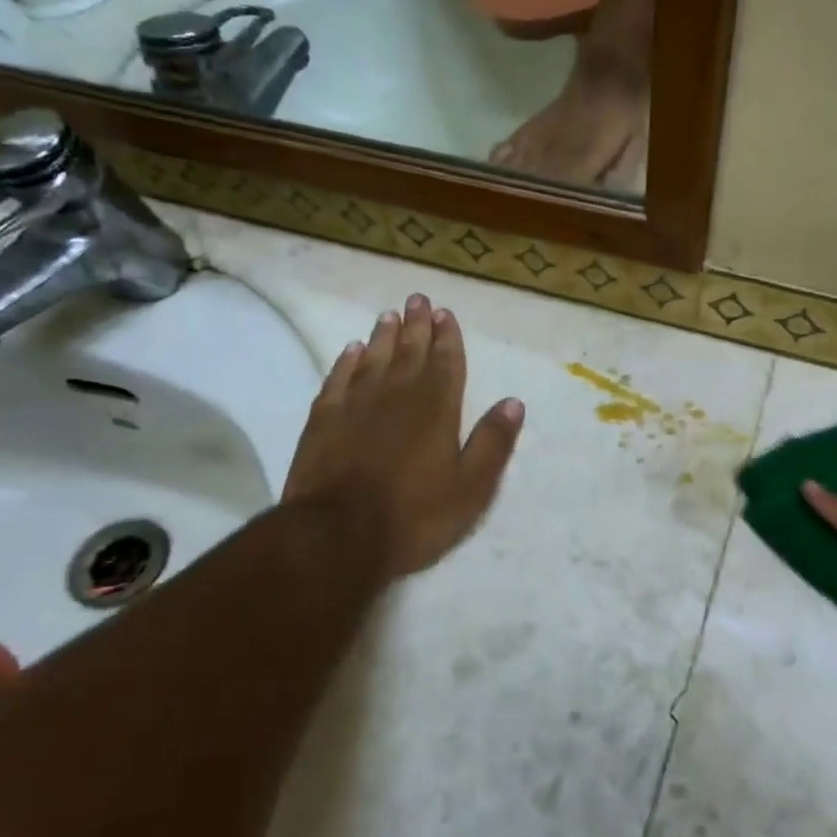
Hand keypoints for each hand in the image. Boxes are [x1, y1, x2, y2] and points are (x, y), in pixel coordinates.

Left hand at [282, 295, 523, 580]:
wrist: (337, 537)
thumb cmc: (414, 516)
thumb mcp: (471, 488)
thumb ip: (492, 442)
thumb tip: (513, 402)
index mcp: (436, 409)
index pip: (446, 362)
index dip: (447, 337)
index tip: (444, 313)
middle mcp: (397, 396)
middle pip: (409, 352)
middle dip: (416, 325)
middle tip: (418, 299)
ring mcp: (355, 406)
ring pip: (373, 359)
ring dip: (383, 336)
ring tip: (388, 315)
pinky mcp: (323, 421)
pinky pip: (337, 380)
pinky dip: (346, 362)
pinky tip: (350, 351)